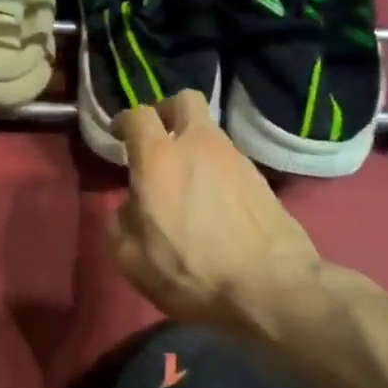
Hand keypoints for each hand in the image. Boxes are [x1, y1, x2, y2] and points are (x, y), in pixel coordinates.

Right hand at [109, 91, 319, 330]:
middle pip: (184, 101)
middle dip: (166, 112)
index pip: (138, 115)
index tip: (118, 135)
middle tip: (156, 139)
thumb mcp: (131, 258)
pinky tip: (211, 202)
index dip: (124, 121)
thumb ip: (121, 222)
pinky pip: (229, 160)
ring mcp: (236, 159)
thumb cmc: (190, 271)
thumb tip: (132, 208)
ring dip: (193, 145)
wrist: (270, 287)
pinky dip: (215, 169)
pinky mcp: (261, 179)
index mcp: (159, 158)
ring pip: (210, 132)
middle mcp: (199, 146)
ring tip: (184, 180)